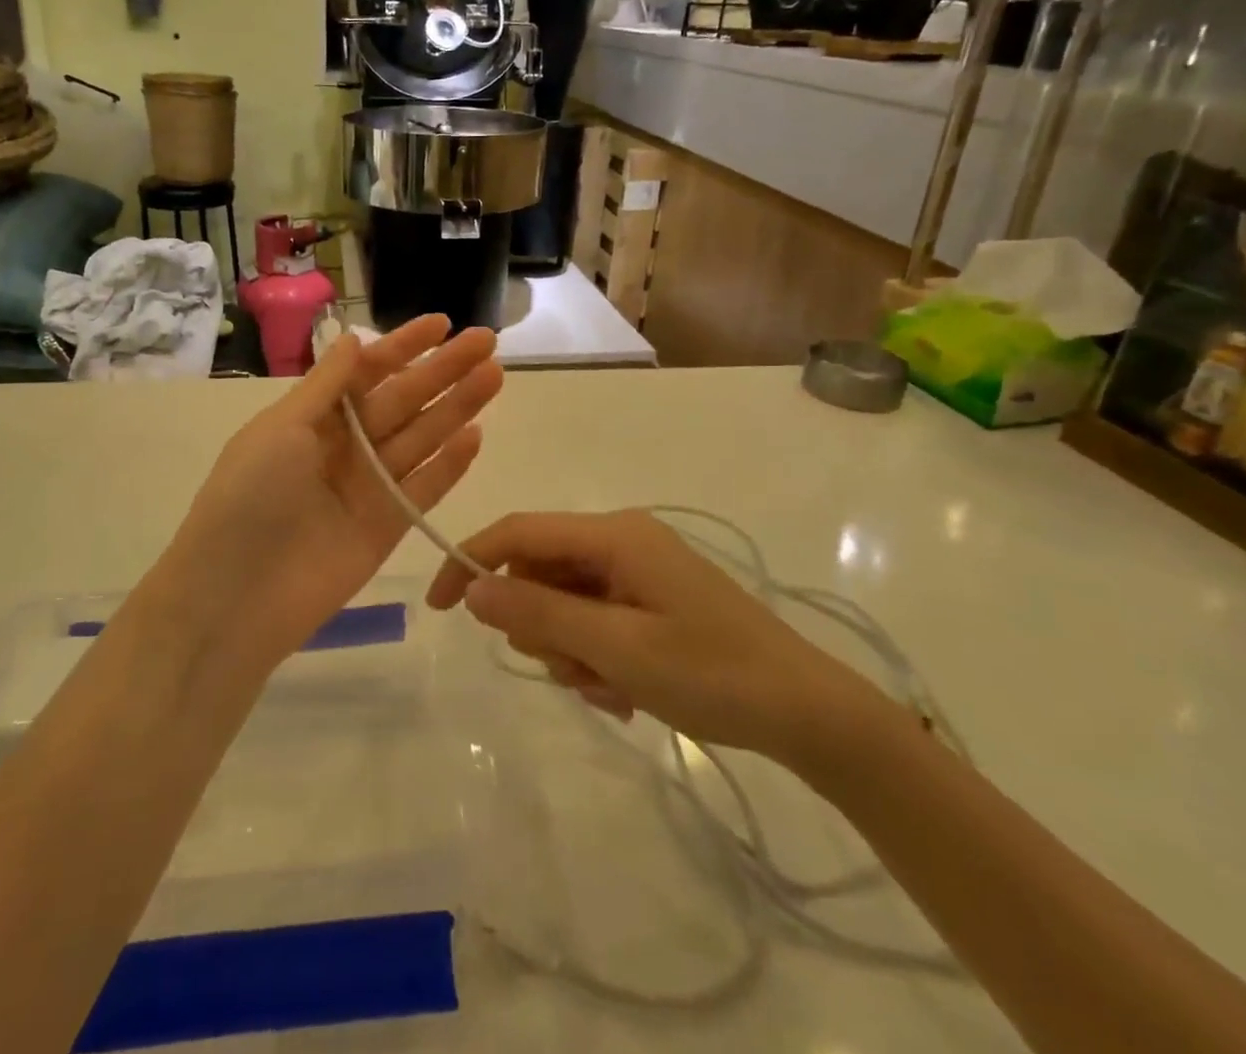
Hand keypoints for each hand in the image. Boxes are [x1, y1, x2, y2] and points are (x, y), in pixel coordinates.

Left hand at [157, 316, 501, 669]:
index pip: (368, 372)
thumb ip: (326, 386)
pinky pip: (424, 488)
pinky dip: (450, 464)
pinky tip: (477, 435)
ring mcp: (369, 486)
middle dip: (443, 370)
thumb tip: (354, 339)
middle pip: (403, 399)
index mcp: (314, 418)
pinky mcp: (388, 526)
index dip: (404, 345)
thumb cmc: (249, 497)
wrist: (237, 596)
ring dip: (457, 407)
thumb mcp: (281, 429)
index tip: (443, 322)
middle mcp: (346, 446)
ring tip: (494, 376)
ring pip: (421, 437)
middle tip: (487, 341)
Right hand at [426, 510, 876, 767]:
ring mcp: (638, 570)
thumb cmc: (711, 673)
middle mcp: (621, 540)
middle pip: (540, 570)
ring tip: (611, 687)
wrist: (806, 712)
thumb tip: (472, 589)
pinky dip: (595, 655)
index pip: (519, 532)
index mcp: (614, 535)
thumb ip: (540, 614)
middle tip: (574, 670)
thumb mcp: (617, 649)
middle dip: (540, 625)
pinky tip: (627, 691)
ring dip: (570, 649)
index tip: (438, 607)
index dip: (470, 561)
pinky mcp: (650, 598)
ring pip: (564, 601)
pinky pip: (594, 619)